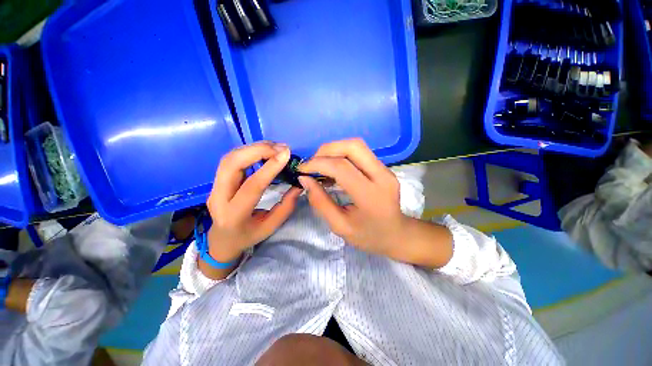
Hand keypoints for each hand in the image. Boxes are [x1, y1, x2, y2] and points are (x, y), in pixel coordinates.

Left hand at [205, 142, 301, 265]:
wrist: (221, 240)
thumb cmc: (248, 236)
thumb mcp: (271, 227)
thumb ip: (286, 206)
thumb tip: (298, 184)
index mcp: (234, 215)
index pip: (251, 186)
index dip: (269, 167)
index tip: (286, 154)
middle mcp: (218, 198)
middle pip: (231, 164)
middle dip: (257, 150)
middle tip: (281, 148)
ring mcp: (214, 187)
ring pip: (230, 158)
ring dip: (254, 148)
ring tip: (275, 147)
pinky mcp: (217, 180)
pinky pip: (232, 159)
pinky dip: (249, 150)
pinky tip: (264, 150)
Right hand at [298, 139, 406, 257]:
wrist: (397, 234)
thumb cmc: (368, 236)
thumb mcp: (340, 226)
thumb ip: (320, 202)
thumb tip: (305, 180)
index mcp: (371, 195)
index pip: (342, 168)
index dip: (318, 164)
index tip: (302, 170)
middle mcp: (382, 176)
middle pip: (353, 146)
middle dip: (327, 150)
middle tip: (312, 164)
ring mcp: (386, 169)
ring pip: (357, 145)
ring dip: (334, 150)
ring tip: (320, 166)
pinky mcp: (384, 167)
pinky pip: (360, 152)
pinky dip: (342, 155)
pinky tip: (333, 168)